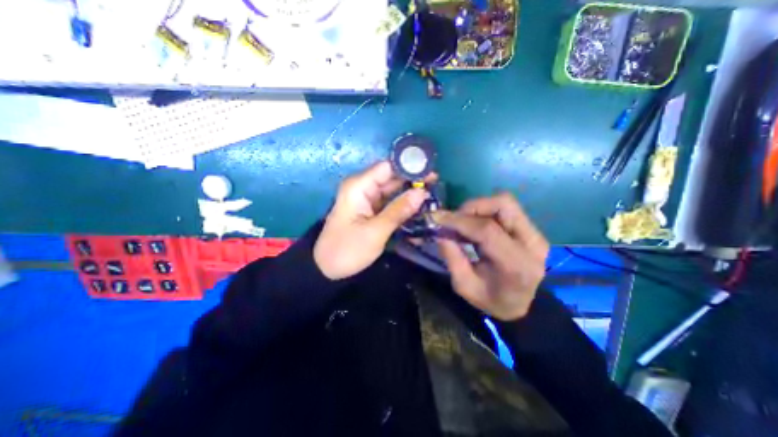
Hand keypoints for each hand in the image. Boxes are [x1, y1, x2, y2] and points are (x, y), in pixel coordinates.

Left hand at [312, 160, 431, 280]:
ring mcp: (366, 198)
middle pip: (391, 177)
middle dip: (412, 179)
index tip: (431, 170)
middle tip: (437, 183)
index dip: (408, 166)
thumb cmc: (348, 249)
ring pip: (392, 189)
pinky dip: (403, 202)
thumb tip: (422, 193)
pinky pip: (389, 201)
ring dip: (410, 191)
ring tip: (433, 192)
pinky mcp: (370, 209)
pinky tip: (418, 204)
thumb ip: (399, 210)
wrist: (327, 268)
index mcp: (359, 186)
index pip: (387, 167)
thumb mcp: (375, 231)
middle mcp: (362, 187)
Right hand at [432, 192, 545, 320]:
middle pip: (503, 205)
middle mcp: (531, 243)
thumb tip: (440, 232)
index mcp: (516, 265)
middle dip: (471, 207)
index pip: (487, 230)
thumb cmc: (493, 301)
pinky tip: (475, 225)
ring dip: (479, 208)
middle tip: (454, 220)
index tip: (437, 219)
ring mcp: (535, 234)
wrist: (525, 306)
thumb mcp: (465, 286)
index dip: (459, 220)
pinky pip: (506, 209)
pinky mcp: (532, 229)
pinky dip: (485, 211)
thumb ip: (452, 257)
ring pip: (505, 202)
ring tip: (464, 222)